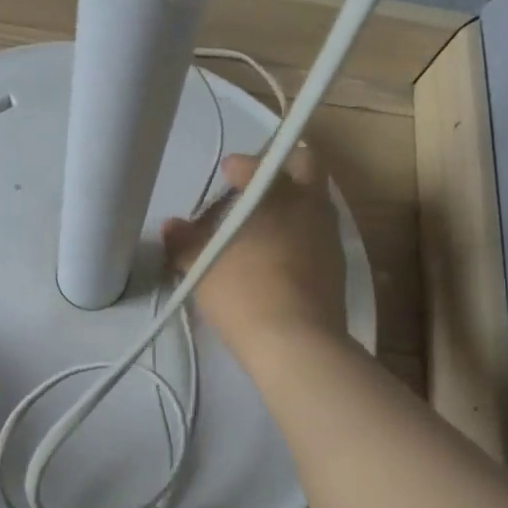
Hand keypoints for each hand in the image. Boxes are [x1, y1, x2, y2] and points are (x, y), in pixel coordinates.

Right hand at [162, 148, 347, 362]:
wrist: (296, 343)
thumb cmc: (244, 291)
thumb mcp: (201, 267)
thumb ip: (185, 241)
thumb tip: (171, 225)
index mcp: (279, 194)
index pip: (261, 163)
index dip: (241, 165)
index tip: (226, 173)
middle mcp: (310, 206)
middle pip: (306, 165)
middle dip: (282, 166)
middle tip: (255, 183)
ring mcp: (329, 236)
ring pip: (314, 201)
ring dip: (290, 202)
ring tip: (259, 226)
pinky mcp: (337, 266)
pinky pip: (316, 234)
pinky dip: (297, 233)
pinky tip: (274, 256)